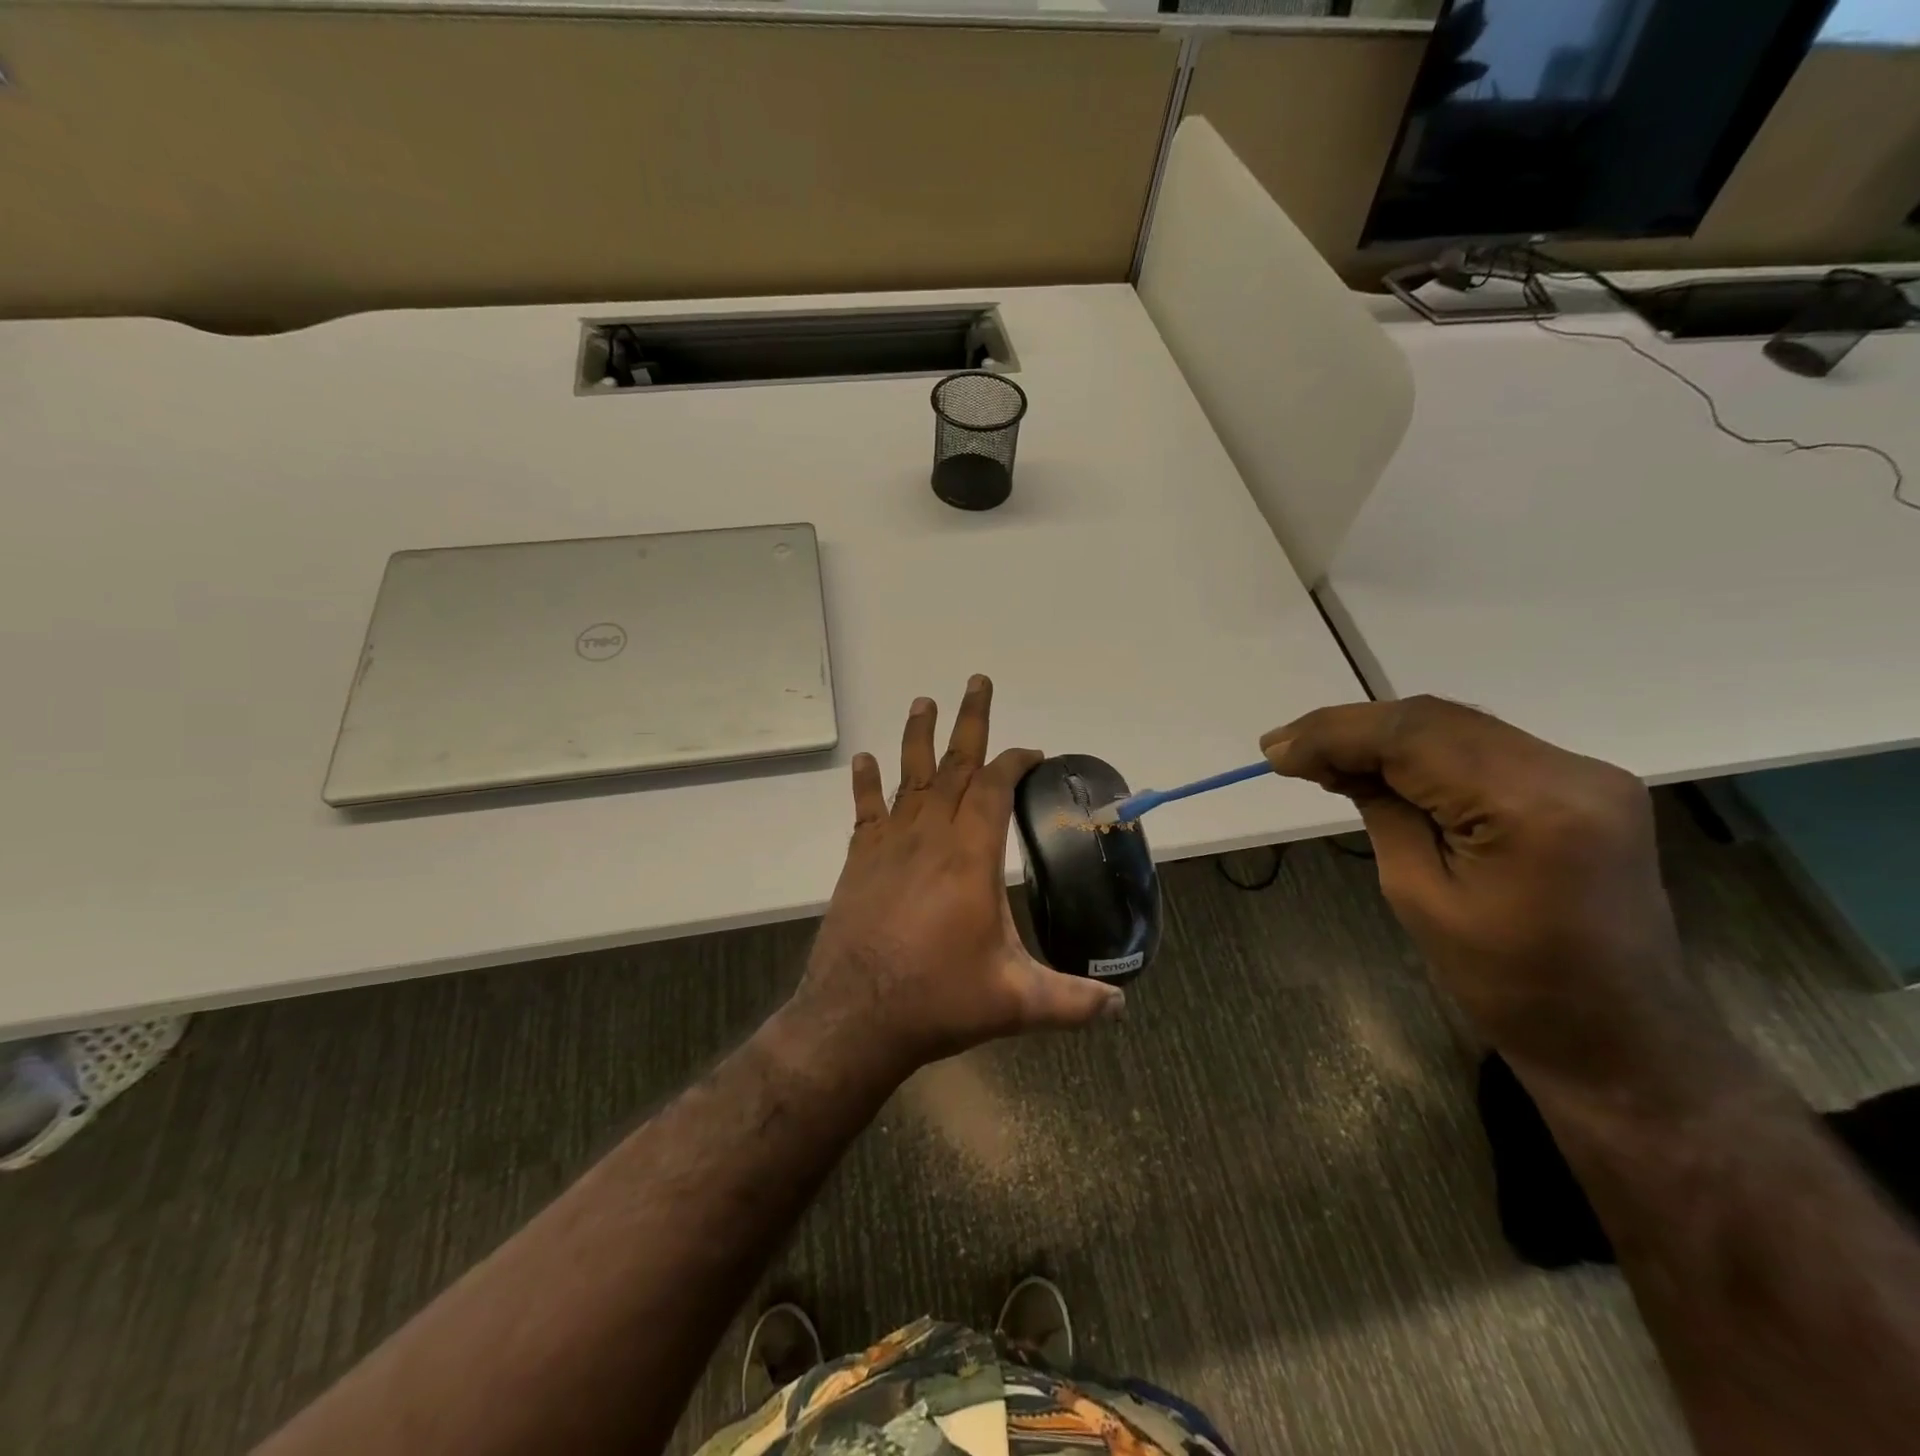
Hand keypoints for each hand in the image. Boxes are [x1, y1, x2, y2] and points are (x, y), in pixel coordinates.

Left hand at [789, 676, 1123, 1082]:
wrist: (855, 1017)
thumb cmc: (938, 1001)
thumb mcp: (1016, 1002)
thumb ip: (1072, 1001)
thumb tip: (1122, 1008)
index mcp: (970, 857)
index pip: (995, 789)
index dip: (1014, 762)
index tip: (1031, 751)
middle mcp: (930, 837)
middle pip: (954, 766)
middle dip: (970, 722)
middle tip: (977, 681)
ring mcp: (889, 846)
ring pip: (908, 778)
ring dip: (917, 737)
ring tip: (923, 701)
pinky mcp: (859, 861)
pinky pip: (864, 811)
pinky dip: (865, 783)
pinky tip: (864, 760)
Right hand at [1263, 697, 1734, 1108]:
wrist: (1617, 1036)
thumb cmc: (1508, 985)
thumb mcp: (1419, 896)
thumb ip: (1382, 812)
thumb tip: (1334, 763)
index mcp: (1532, 808)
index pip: (1413, 738)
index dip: (1334, 734)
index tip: (1275, 751)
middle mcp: (1569, 771)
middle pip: (1435, 720)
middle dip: (1351, 729)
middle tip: (1286, 749)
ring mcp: (1584, 773)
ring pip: (1456, 726)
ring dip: (1382, 736)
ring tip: (1319, 757)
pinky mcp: (1580, 784)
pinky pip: (1482, 747)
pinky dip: (1421, 751)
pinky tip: (1379, 766)